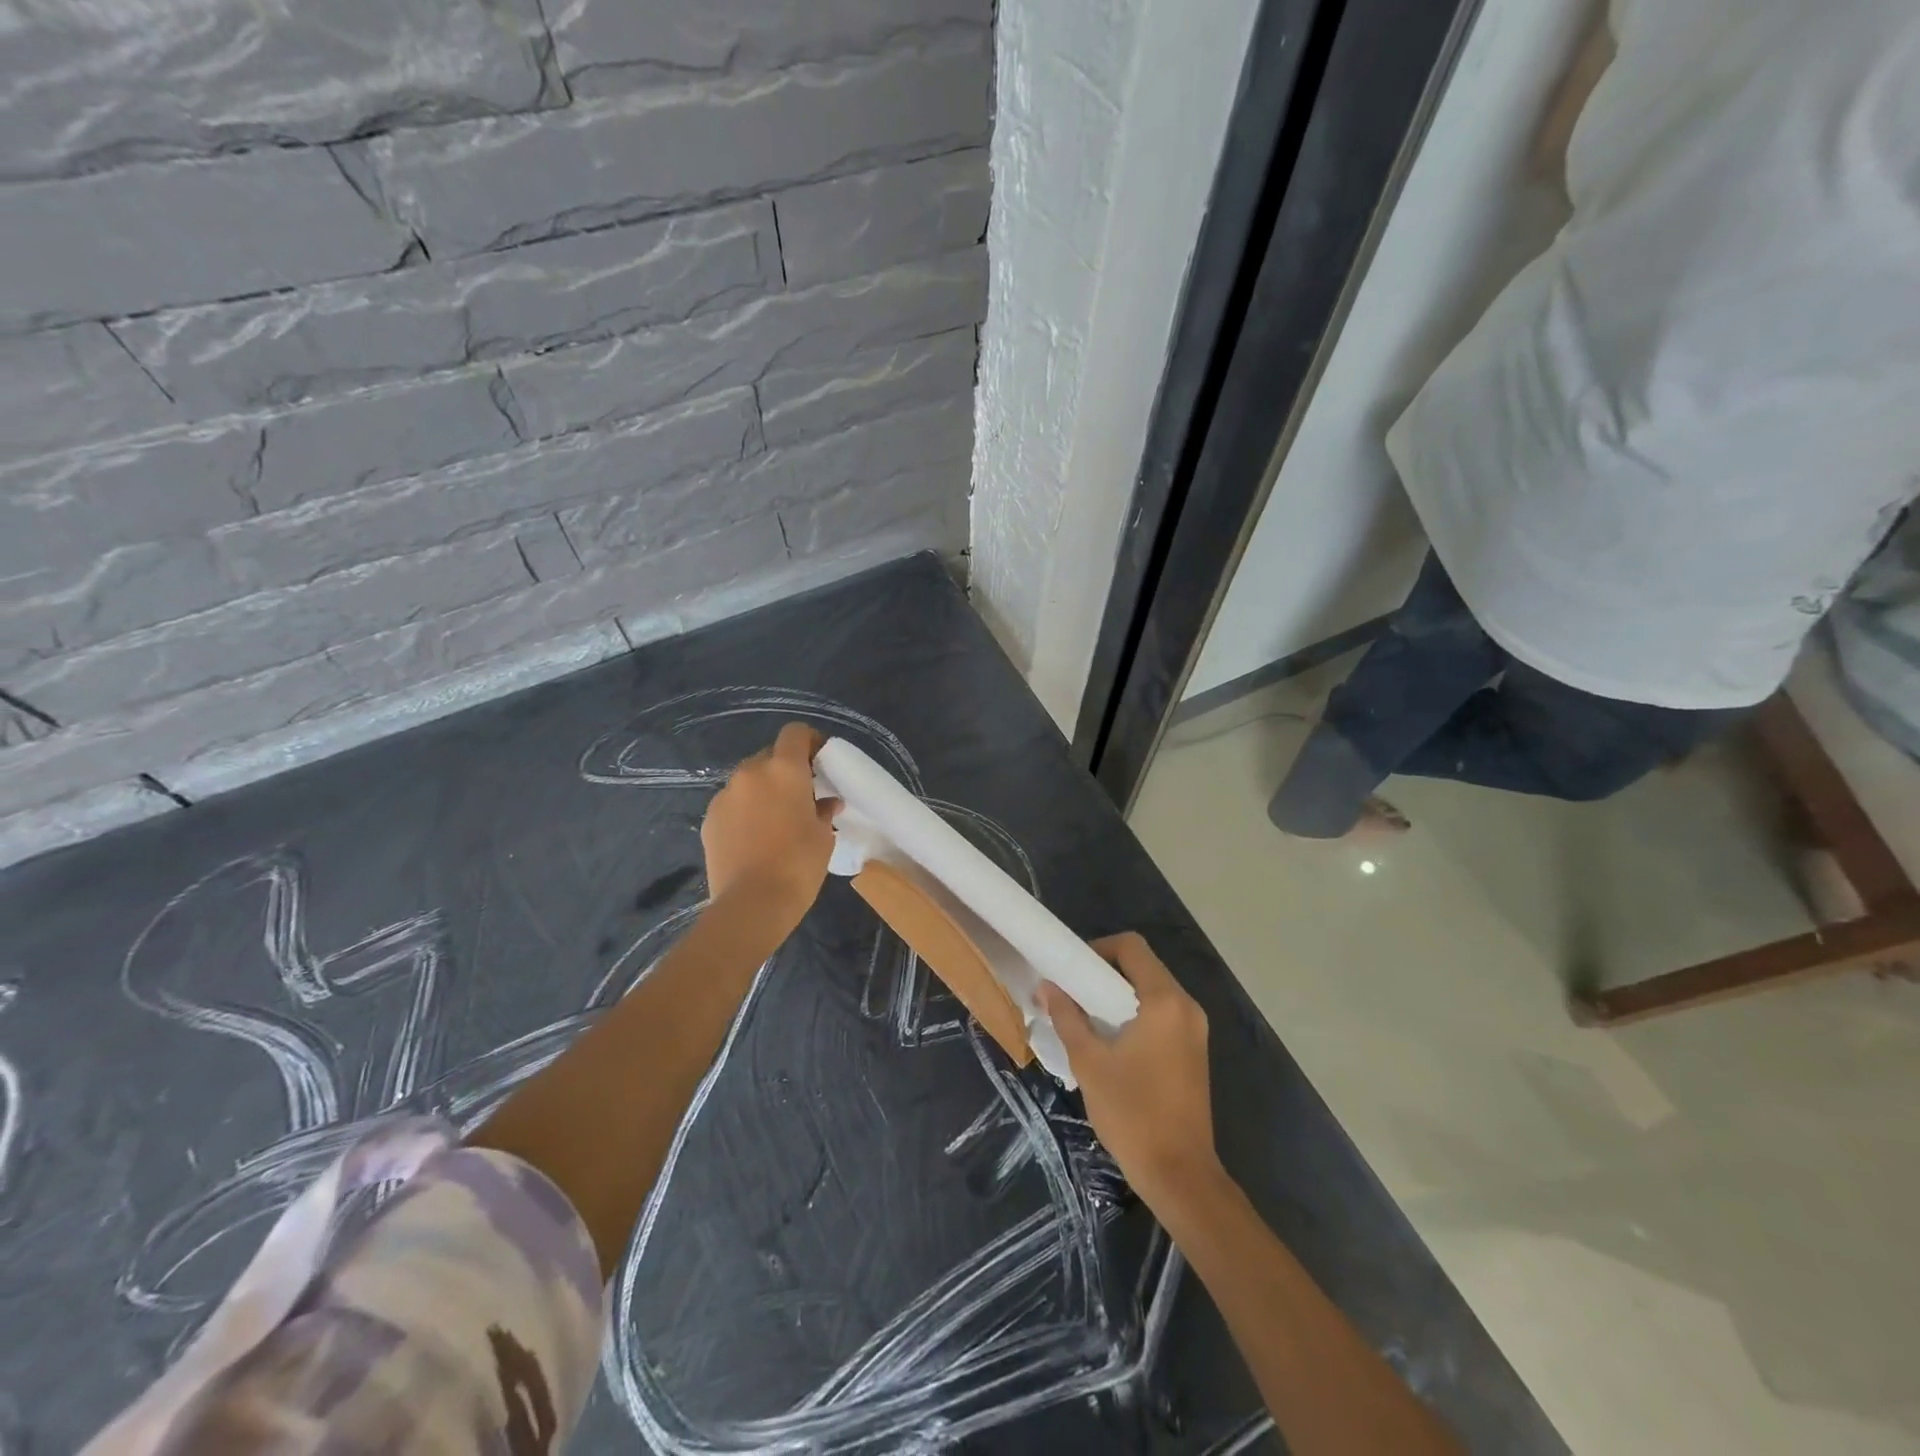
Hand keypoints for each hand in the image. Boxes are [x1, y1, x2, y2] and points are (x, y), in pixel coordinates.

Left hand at [702, 723, 839, 922]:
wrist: (751, 904)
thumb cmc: (798, 864)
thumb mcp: (823, 836)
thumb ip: (824, 810)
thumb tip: (827, 803)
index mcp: (784, 770)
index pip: (795, 733)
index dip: (808, 741)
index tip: (819, 760)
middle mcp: (751, 772)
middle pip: (770, 756)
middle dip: (785, 770)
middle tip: (800, 796)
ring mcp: (725, 795)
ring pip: (749, 781)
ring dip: (763, 791)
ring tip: (775, 820)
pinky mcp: (709, 818)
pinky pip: (733, 803)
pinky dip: (745, 811)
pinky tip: (754, 837)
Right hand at [1042, 932, 1219, 1205]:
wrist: (1179, 1174)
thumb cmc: (1132, 1113)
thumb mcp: (1089, 1062)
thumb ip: (1067, 1016)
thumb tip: (1046, 986)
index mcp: (1165, 1001)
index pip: (1132, 947)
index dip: (1098, 948)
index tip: (1072, 970)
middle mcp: (1186, 1007)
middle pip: (1144, 966)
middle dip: (1105, 972)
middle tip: (1073, 991)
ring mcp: (1195, 1030)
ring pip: (1153, 990)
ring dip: (1120, 994)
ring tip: (1087, 1015)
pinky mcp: (1194, 1050)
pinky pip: (1163, 1013)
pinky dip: (1136, 1013)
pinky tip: (1112, 1038)